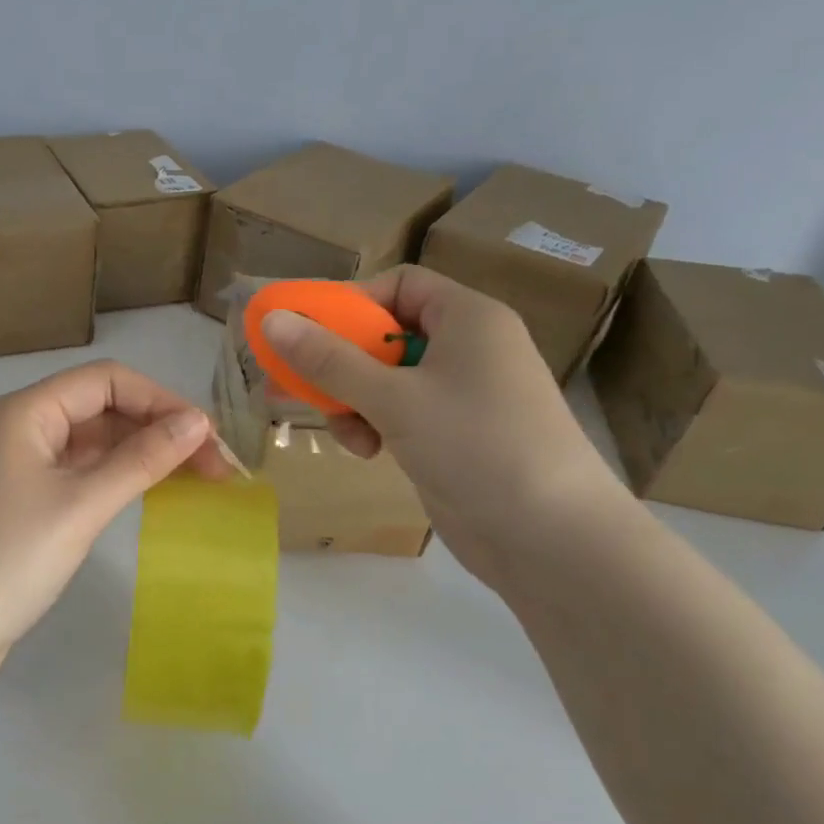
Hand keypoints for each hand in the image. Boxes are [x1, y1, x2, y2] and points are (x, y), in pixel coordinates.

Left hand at [0, 360, 233, 676]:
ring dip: (136, 454)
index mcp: (23, 411)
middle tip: (211, 467)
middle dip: (154, 429)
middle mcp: (15, 427)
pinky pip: (73, 473)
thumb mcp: (81, 506)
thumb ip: (141, 460)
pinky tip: (143, 494)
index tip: (207, 437)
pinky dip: (110, 478)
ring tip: (191, 480)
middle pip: (97, 408)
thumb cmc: (7, 560)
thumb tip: (197, 423)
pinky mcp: (16, 502)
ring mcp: (13, 466)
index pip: (105, 380)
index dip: (160, 400)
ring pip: (87, 443)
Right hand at [259, 267, 626, 584]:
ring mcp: (461, 395)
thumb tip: (272, 320)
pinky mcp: (453, 435)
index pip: (399, 285)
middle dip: (339, 363)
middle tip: (294, 384)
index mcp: (467, 318)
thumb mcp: (393, 398)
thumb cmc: (475, 445)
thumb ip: (328, 360)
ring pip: (385, 380)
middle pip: (384, 335)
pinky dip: (374, 425)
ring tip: (346, 433)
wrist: (551, 537)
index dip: (350, 304)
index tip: (308, 335)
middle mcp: (467, 349)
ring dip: (352, 401)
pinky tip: (367, 452)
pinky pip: (399, 413)